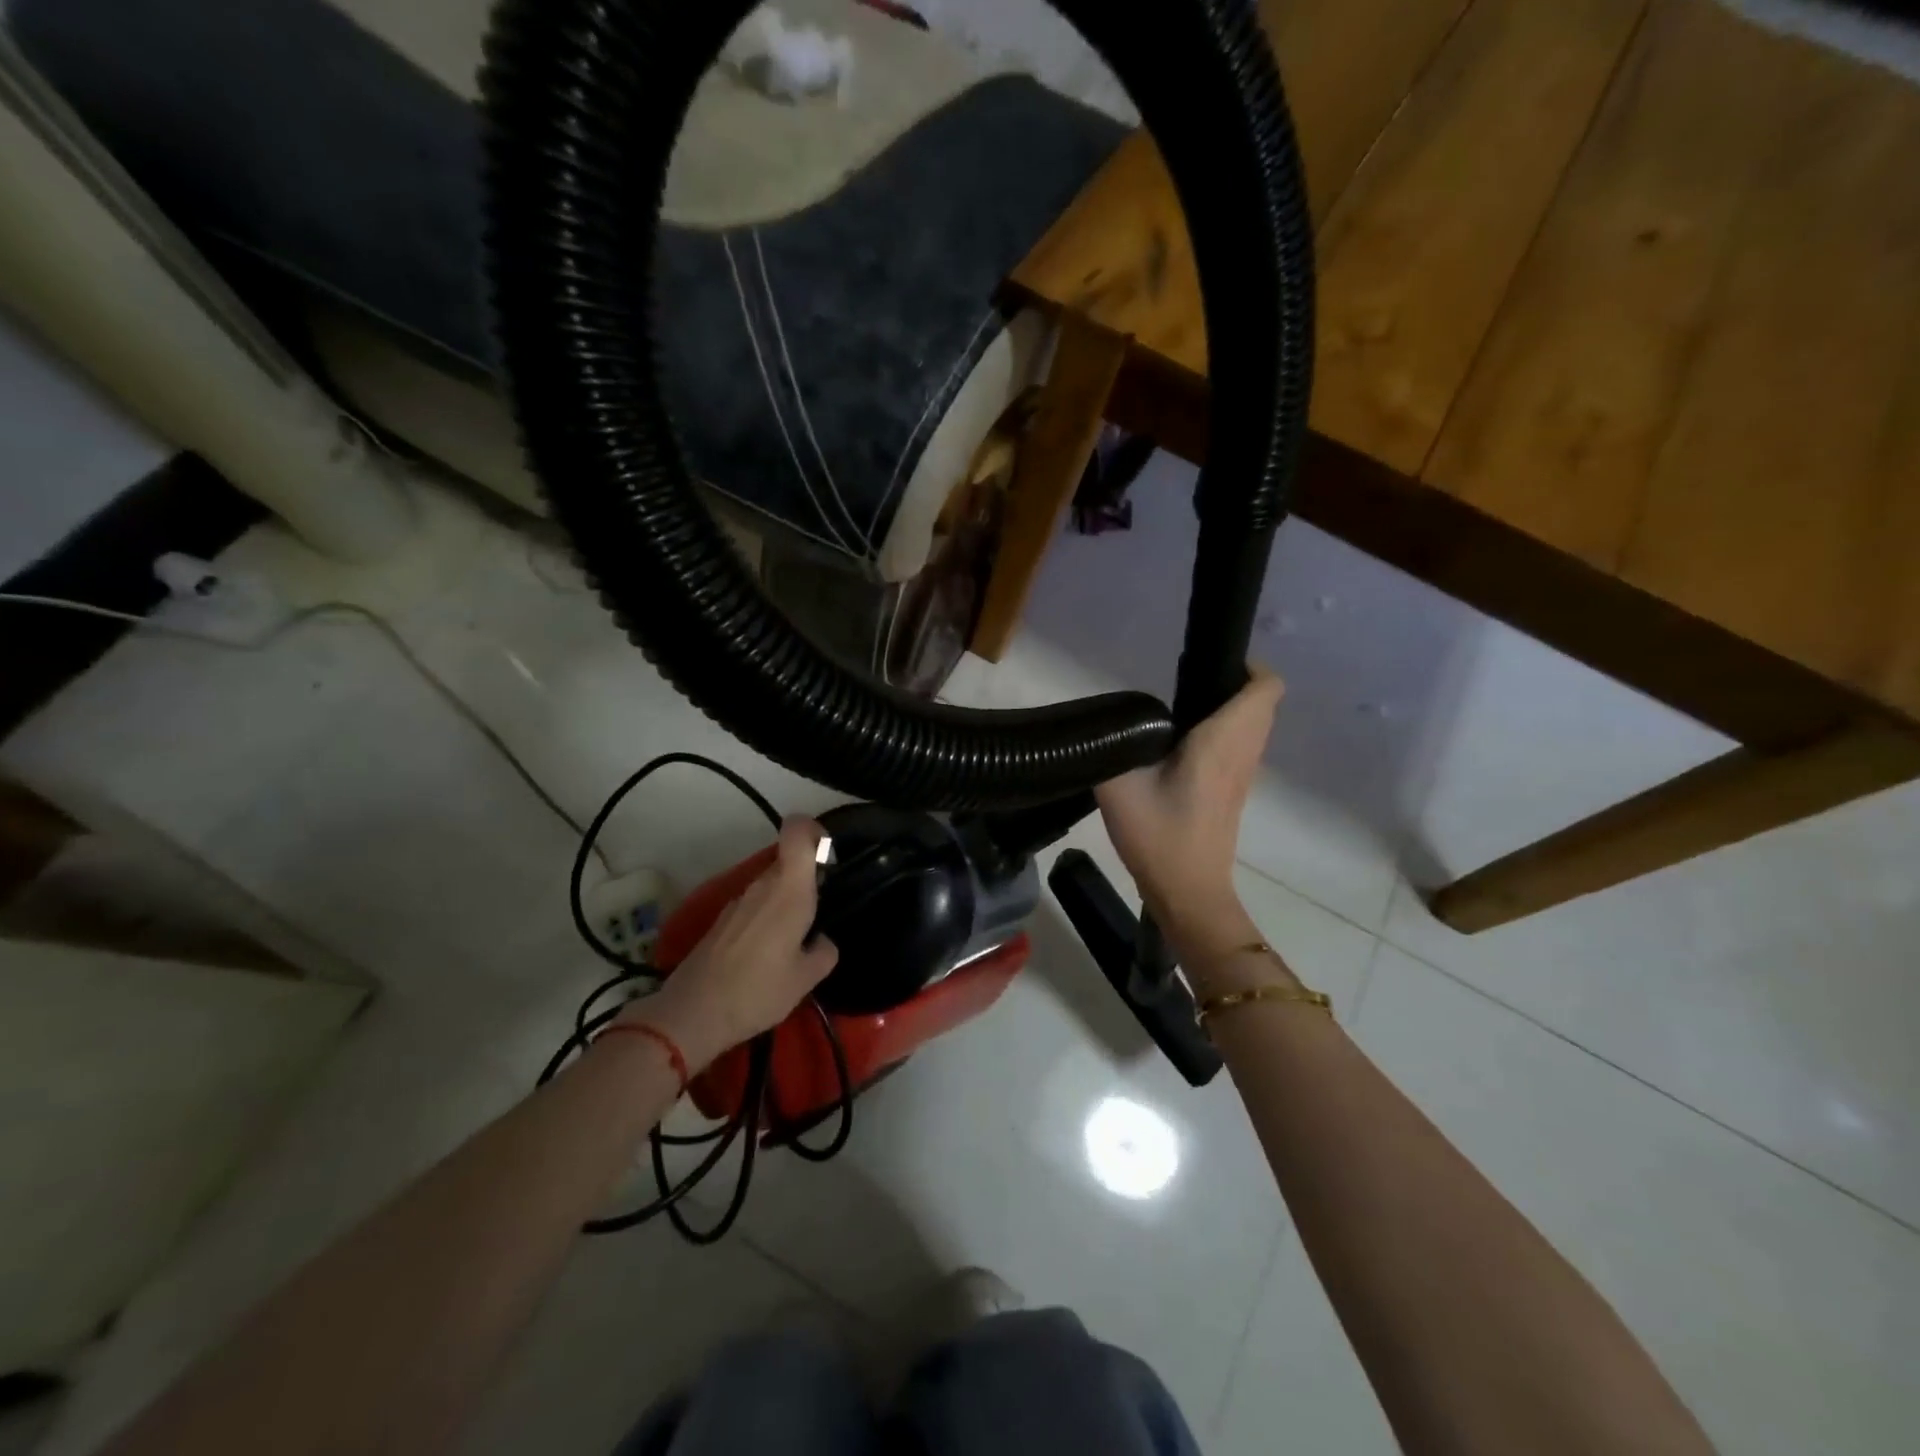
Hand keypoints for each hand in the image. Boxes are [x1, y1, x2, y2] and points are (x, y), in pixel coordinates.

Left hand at [624, 818, 838, 1069]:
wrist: (692, 1014)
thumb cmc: (758, 991)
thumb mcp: (806, 979)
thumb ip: (824, 952)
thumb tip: (822, 941)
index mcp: (789, 890)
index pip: (797, 831)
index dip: (815, 830)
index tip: (829, 856)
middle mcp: (762, 885)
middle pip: (788, 860)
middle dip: (808, 879)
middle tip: (819, 914)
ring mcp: (739, 901)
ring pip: (771, 885)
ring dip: (787, 902)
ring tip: (795, 942)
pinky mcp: (723, 920)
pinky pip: (755, 905)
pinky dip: (768, 919)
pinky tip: (768, 955)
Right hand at [1094, 669, 1282, 961]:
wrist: (1186, 892)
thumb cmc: (1158, 835)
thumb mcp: (1118, 786)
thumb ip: (1111, 746)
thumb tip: (1106, 725)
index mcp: (1223, 741)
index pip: (1265, 687)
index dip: (1245, 666)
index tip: (1206, 664)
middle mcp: (1243, 752)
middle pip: (1263, 701)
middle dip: (1232, 682)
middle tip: (1185, 685)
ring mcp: (1244, 774)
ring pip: (1255, 725)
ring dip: (1230, 708)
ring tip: (1182, 712)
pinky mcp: (1236, 792)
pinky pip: (1243, 745)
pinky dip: (1226, 732)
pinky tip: (1183, 746)